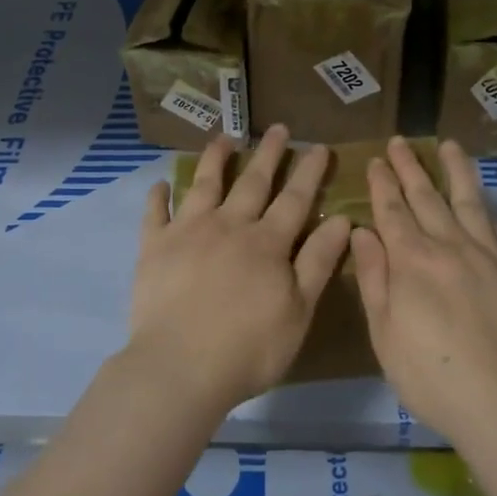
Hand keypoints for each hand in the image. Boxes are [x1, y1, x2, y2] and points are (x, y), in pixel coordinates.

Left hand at [123, 124, 353, 417]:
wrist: (180, 367)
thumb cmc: (249, 347)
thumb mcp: (299, 310)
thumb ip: (318, 261)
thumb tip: (342, 219)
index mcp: (267, 243)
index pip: (295, 198)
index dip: (309, 172)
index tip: (318, 146)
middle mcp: (229, 226)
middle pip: (253, 182)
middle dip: (269, 153)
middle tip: (278, 128)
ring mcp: (188, 232)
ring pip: (205, 185)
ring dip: (216, 159)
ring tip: (223, 138)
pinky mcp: (154, 248)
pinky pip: (155, 214)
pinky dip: (158, 197)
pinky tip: (161, 183)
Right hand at [350, 136, 496, 436]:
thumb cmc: (429, 374)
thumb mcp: (384, 332)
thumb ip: (375, 277)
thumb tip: (363, 231)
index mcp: (412, 261)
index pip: (393, 210)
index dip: (383, 183)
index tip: (376, 160)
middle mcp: (449, 247)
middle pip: (427, 197)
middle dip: (410, 167)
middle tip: (400, 142)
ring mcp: (487, 256)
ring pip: (468, 202)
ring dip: (456, 171)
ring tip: (450, 146)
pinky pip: (496, 230)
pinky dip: (484, 209)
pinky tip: (481, 201)